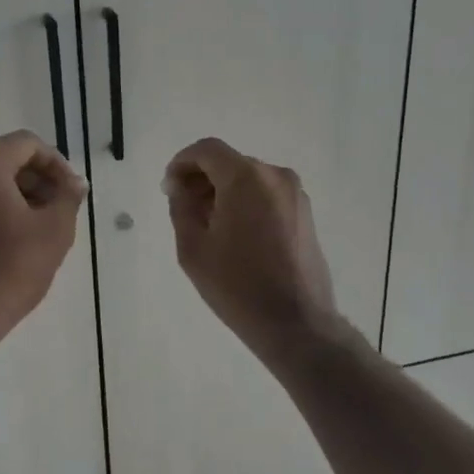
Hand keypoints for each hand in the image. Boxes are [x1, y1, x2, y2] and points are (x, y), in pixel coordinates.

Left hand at [0, 130, 88, 348]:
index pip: (28, 144)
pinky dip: (1, 208)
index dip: (57, 163)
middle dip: (40, 180)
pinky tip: (20, 238)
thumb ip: (69, 196)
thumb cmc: (11, 267)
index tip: (73, 191)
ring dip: (23, 195)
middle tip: (63, 208)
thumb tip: (75, 183)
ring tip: (45, 226)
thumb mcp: (55, 229)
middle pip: (8, 160)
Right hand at [164, 137, 338, 351]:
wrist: (295, 323)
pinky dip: (245, 201)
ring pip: (248, 178)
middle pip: (229, 162)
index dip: (182, 162)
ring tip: (206, 224)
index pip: (207, 150)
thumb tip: (179, 187)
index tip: (169, 188)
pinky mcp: (304, 213)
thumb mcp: (193, 247)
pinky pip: (266, 194)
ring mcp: (295, 194)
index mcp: (246, 178)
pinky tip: (233, 233)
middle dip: (202, 179)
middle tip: (182, 207)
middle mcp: (275, 176)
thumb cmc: (237, 285)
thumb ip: (181, 207)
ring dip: (223, 191)